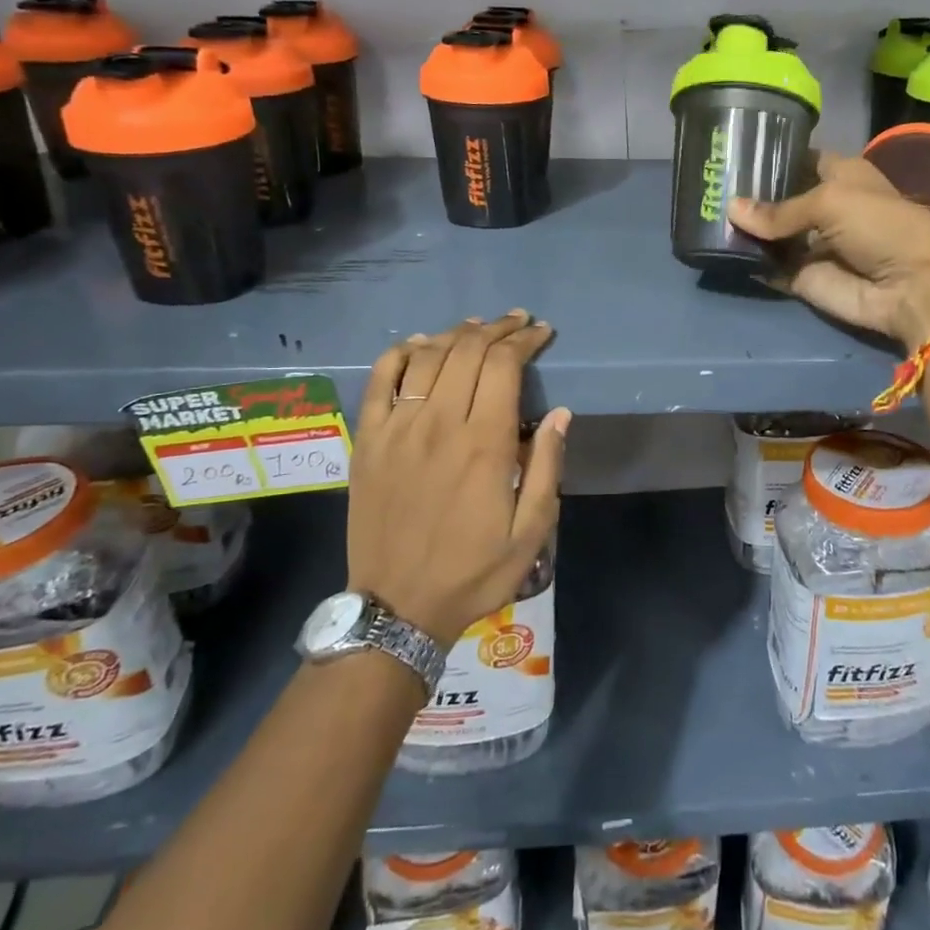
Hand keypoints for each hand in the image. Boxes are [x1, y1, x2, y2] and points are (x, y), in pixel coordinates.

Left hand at [345, 311, 568, 647]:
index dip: (524, 340)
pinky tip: (419, 344)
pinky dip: (400, 353)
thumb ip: (546, 468)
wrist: (397, 608)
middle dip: (498, 329)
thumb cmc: (473, 572)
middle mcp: (439, 423)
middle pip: (467, 351)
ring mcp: (397, 429)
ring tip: (477, 327)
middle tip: (518, 322)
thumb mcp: (531, 532)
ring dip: (456, 334)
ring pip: (427, 357)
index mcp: (483, 444)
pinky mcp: (368, 440)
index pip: (504, 366)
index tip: (541, 332)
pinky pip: (380, 380)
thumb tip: (561, 414)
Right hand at [728, 152, 929, 349]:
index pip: (799, 160)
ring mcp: (811, 244)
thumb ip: (779, 209)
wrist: (910, 287)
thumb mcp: (830, 202)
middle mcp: (824, 207)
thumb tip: (731, 209)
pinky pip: (769, 266)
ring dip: (744, 228)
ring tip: (704, 213)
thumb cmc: (881, 227)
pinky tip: (716, 248)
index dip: (772, 157)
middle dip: (749, 194)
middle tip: (709, 185)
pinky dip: (748, 261)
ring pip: (770, 234)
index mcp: (841, 176)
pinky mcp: (801, 277)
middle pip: (779, 198)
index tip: (734, 153)